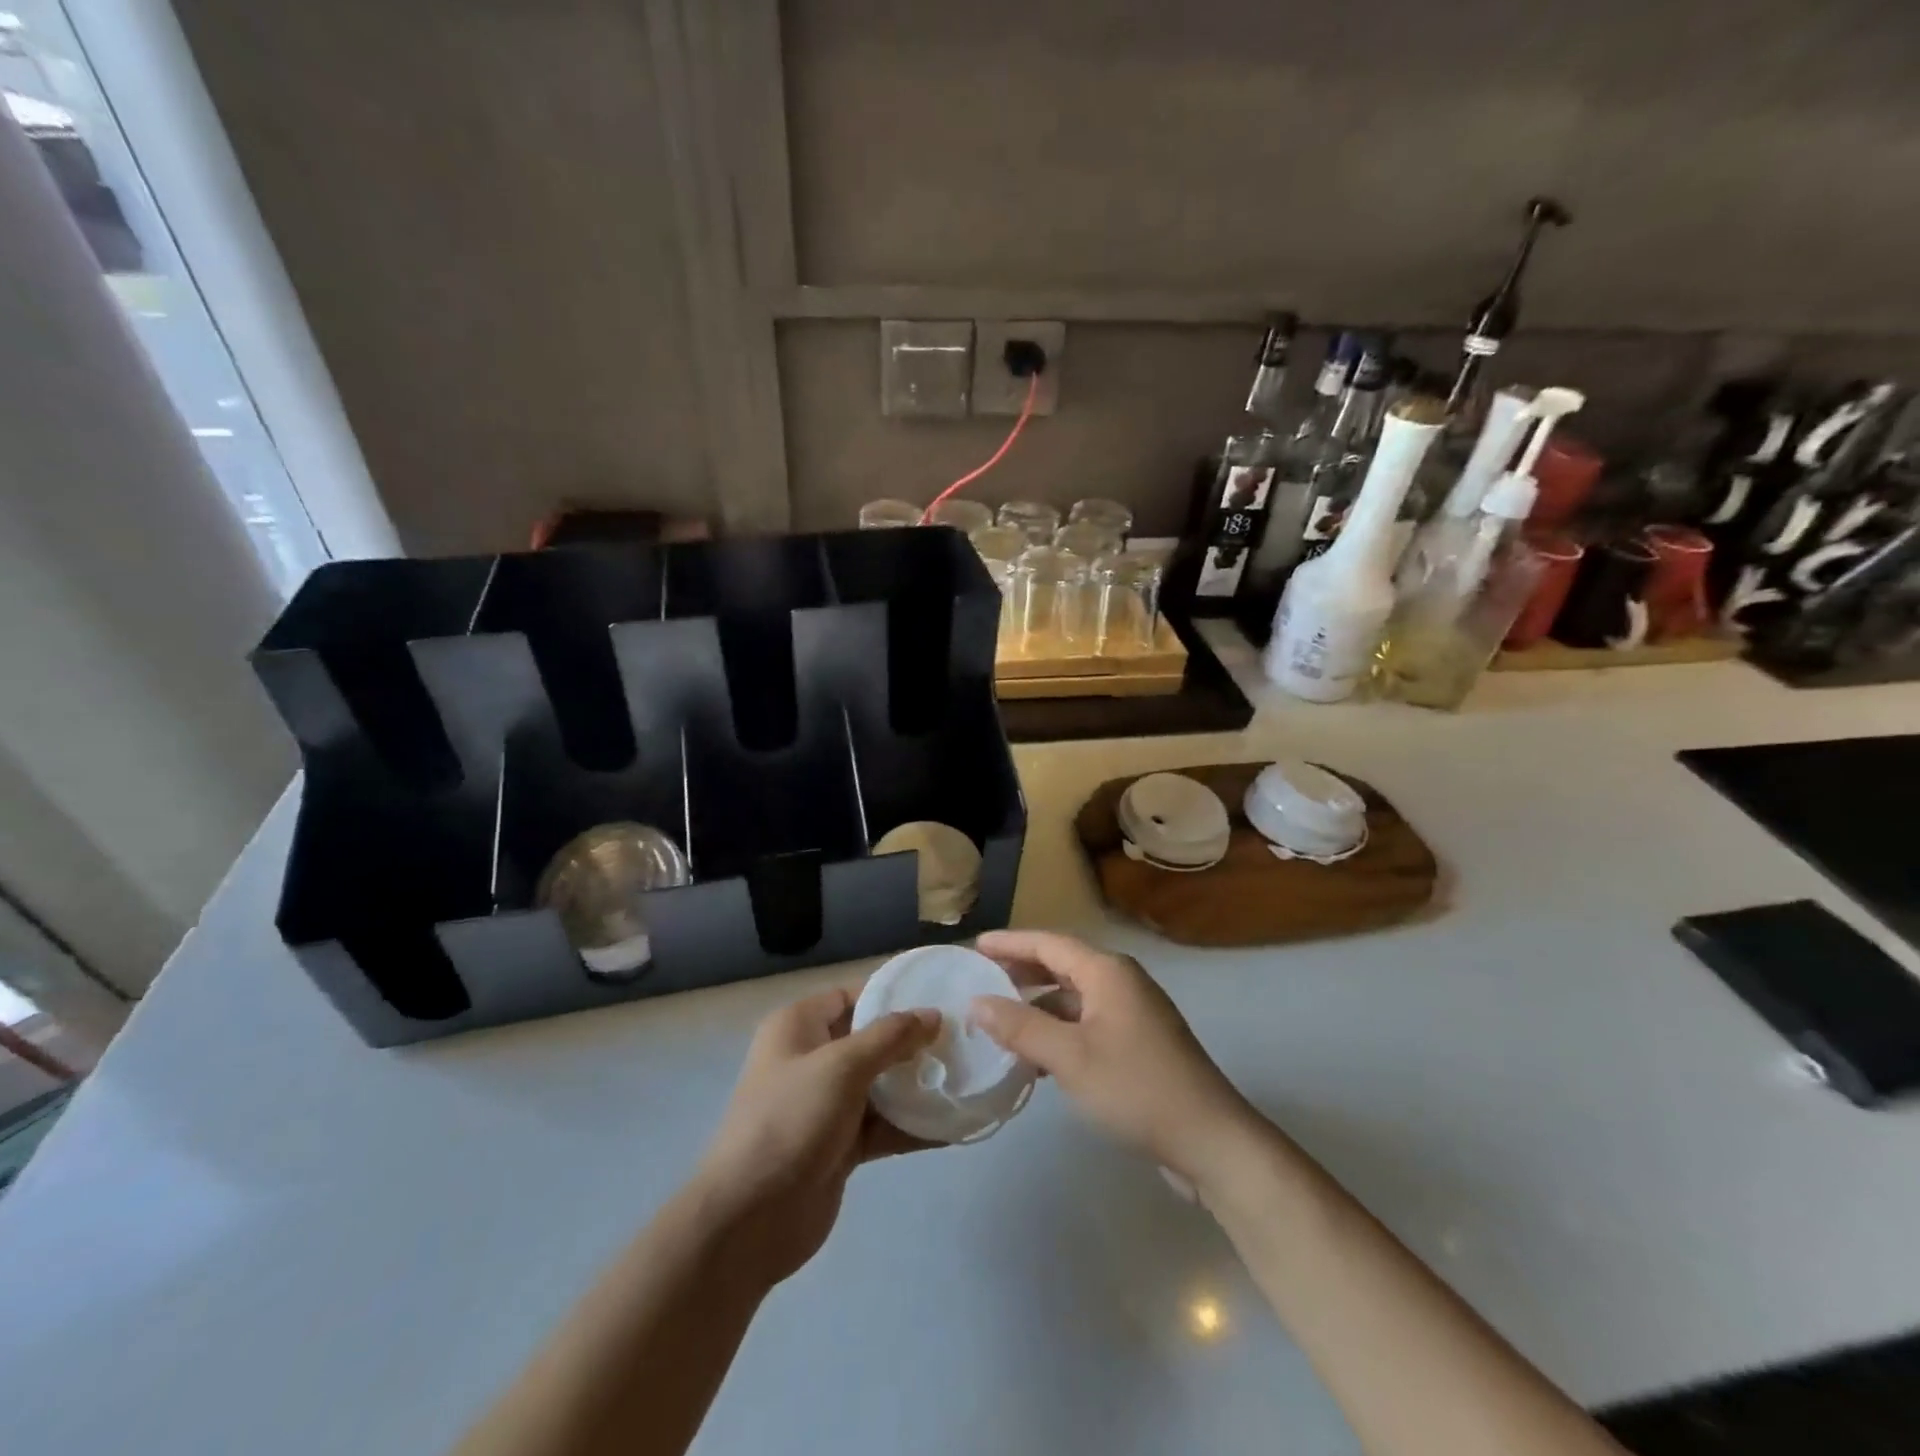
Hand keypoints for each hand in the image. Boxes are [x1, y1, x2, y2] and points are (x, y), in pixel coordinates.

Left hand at [693, 987, 937, 1288]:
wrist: (749, 1219)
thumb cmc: (790, 1120)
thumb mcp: (842, 1066)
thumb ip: (891, 1037)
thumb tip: (933, 1015)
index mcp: (799, 1027)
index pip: (851, 995)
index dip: (891, 993)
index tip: (939, 994)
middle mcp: (811, 1059)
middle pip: (871, 1040)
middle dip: (913, 1041)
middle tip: (962, 1037)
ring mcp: (826, 1105)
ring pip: (880, 1085)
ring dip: (917, 1084)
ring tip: (966, 1076)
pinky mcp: (840, 1146)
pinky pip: (883, 1126)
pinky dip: (913, 1125)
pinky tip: (953, 1124)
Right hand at [971, 930, 1259, 1181]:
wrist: (1210, 1140)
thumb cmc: (1136, 1088)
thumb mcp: (1069, 1058)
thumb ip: (1020, 1027)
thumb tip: (976, 1002)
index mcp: (1107, 971)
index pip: (1048, 943)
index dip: (1009, 943)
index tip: (974, 946)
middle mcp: (1122, 981)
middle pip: (1062, 964)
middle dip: (1022, 970)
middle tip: (982, 978)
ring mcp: (1134, 1012)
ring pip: (1075, 996)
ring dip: (1039, 1004)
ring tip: (1001, 1019)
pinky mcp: (1139, 1042)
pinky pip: (1088, 1021)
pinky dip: (1059, 1028)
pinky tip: (1037, 1055)